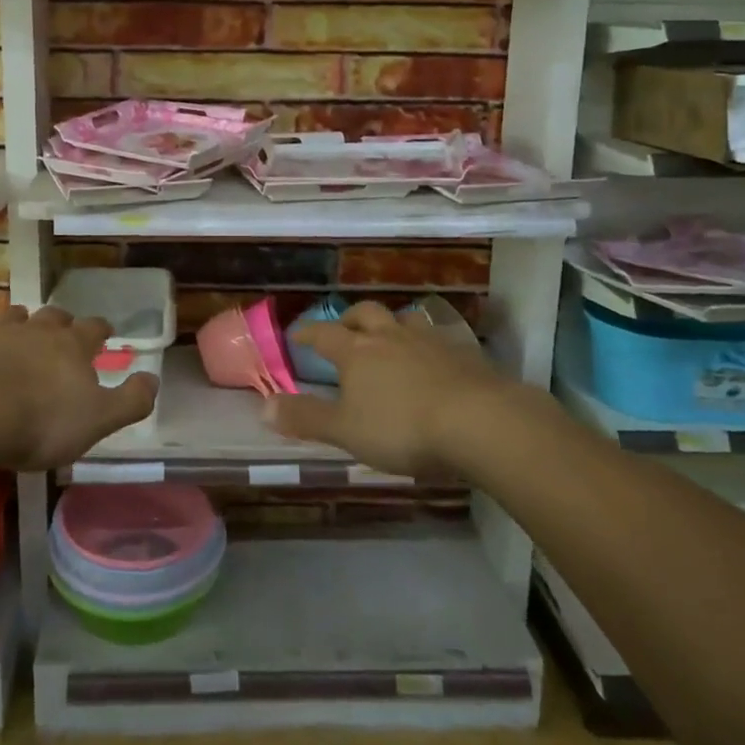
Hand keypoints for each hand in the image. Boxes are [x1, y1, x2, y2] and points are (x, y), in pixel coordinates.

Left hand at [0, 305, 157, 471]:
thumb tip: (154, 379)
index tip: (104, 332)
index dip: (100, 329)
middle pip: (53, 316)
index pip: (93, 328)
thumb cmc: (42, 421)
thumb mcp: (99, 420)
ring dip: (17, 320)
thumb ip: (131, 400)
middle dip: (59, 321)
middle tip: (60, 332)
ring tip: (17, 328)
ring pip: (11, 316)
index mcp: (72, 346)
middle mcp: (37, 330)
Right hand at [269, 300, 511, 479]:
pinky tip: (433, 361)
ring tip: (389, 339)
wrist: (480, 421)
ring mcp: (430, 341)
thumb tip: (263, 406)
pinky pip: (438, 339)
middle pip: (365, 314)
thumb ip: (306, 418)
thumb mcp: (346, 431)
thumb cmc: (403, 427)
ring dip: (391, 325)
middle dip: (350, 319)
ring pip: (404, 320)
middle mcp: (390, 336)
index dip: (308, 332)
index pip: (324, 334)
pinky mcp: (464, 354)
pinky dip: (427, 346)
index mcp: (357, 351)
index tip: (297, 334)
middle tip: (343, 328)